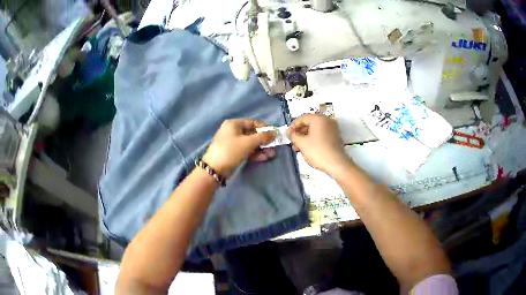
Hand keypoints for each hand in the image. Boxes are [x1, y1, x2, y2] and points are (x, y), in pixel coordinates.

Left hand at [203, 119, 276, 176]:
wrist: (215, 169)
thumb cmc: (231, 151)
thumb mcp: (248, 142)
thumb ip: (263, 137)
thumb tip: (274, 132)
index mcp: (234, 124)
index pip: (253, 122)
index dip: (265, 128)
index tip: (275, 134)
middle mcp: (233, 131)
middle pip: (252, 133)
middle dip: (264, 141)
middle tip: (274, 146)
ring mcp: (233, 143)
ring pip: (250, 143)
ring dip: (261, 148)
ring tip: (272, 154)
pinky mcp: (233, 153)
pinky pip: (247, 150)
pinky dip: (255, 153)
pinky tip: (264, 158)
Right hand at [288, 114, 351, 174]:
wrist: (336, 164)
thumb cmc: (319, 152)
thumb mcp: (302, 143)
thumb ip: (294, 136)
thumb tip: (292, 134)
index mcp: (319, 119)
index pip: (303, 118)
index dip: (293, 126)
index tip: (289, 134)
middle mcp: (327, 121)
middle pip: (309, 124)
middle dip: (300, 133)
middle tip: (293, 141)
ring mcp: (332, 129)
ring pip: (315, 130)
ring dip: (306, 137)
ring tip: (299, 148)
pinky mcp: (335, 138)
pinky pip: (321, 135)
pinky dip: (313, 140)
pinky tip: (308, 149)